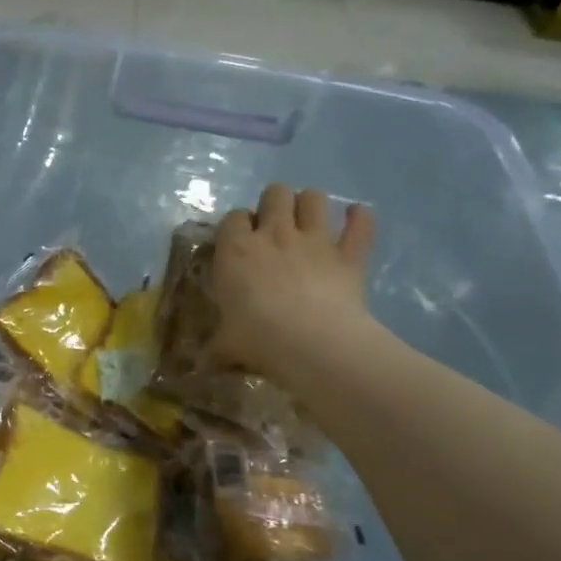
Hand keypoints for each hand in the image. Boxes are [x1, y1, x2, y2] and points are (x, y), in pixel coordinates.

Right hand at [210, 183, 378, 383]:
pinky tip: (358, 218)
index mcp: (236, 250)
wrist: (311, 343)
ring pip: (314, 197)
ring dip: (312, 204)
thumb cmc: (256, 338)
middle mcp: (274, 234)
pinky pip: (361, 224)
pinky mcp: (349, 254)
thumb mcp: (225, 347)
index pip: (233, 217)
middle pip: (275, 193)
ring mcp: (315, 240)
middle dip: (275, 203)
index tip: (239, 242)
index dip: (237, 225)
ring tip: (310, 219)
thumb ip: (215, 350)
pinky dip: (361, 219)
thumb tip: (199, 367)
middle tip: (274, 225)